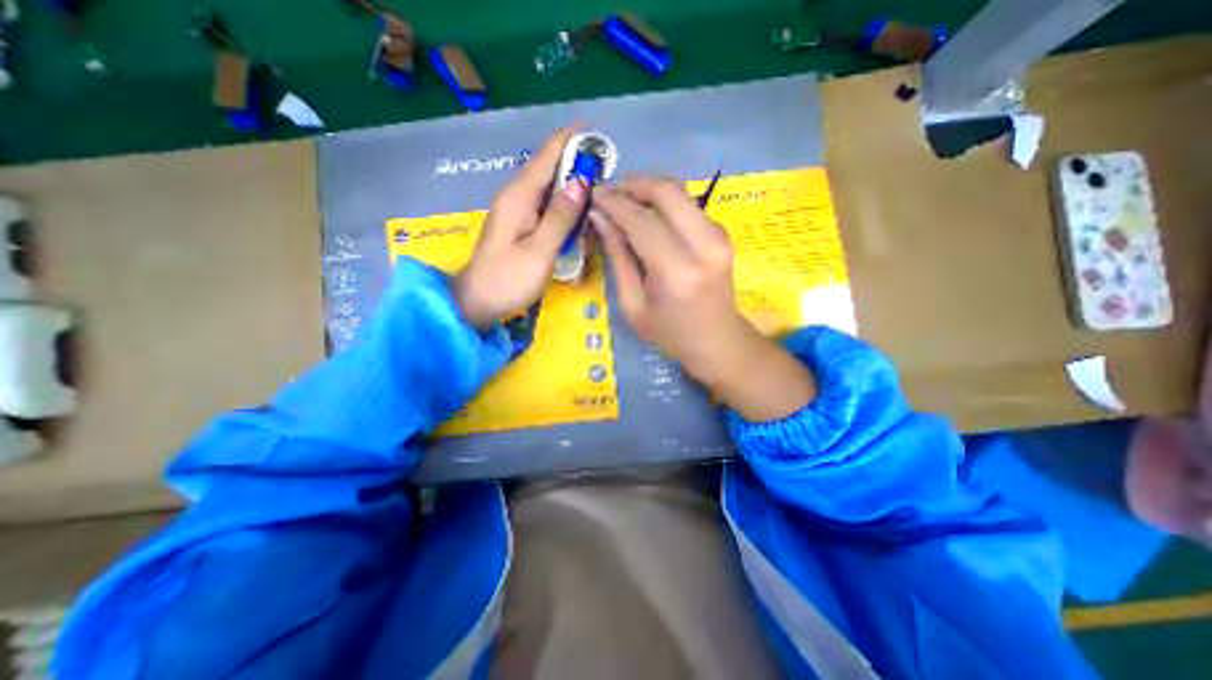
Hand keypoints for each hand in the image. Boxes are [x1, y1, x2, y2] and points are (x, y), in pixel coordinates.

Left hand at [453, 128, 589, 330]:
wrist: (477, 302)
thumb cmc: (508, 279)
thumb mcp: (540, 251)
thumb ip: (561, 216)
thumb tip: (581, 181)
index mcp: (520, 196)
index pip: (547, 154)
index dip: (571, 139)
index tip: (597, 133)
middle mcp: (516, 196)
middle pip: (549, 167)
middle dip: (577, 163)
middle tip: (606, 171)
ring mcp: (516, 210)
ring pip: (549, 186)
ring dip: (572, 185)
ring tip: (598, 191)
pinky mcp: (519, 224)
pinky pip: (545, 205)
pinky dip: (564, 205)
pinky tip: (578, 215)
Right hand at [592, 177, 817, 422]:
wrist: (719, 342)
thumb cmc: (670, 334)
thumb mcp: (633, 305)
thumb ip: (618, 258)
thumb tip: (600, 217)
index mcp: (677, 272)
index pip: (641, 220)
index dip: (614, 202)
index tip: (594, 194)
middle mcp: (704, 245)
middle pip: (667, 191)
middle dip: (633, 184)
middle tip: (609, 191)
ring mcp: (719, 236)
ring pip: (680, 193)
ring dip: (649, 190)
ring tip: (623, 201)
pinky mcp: (723, 234)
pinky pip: (689, 206)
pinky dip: (665, 202)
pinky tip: (647, 215)